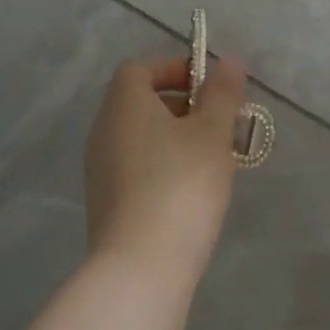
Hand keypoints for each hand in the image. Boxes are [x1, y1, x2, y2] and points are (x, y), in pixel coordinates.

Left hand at [83, 54, 249, 284]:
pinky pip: (138, 167)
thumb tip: (229, 61)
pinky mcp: (107, 202)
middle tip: (222, 125)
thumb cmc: (181, 185)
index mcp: (123, 104)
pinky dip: (164, 166)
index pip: (141, 68)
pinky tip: (193, 192)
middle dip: (185, 106)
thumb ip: (222, 93)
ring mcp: (101, 169)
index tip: (210, 89)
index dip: (175, 69)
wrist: (141, 267)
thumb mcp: (212, 132)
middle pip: (142, 102)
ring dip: (178, 138)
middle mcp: (104, 130)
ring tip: (216, 160)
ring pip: (143, 137)